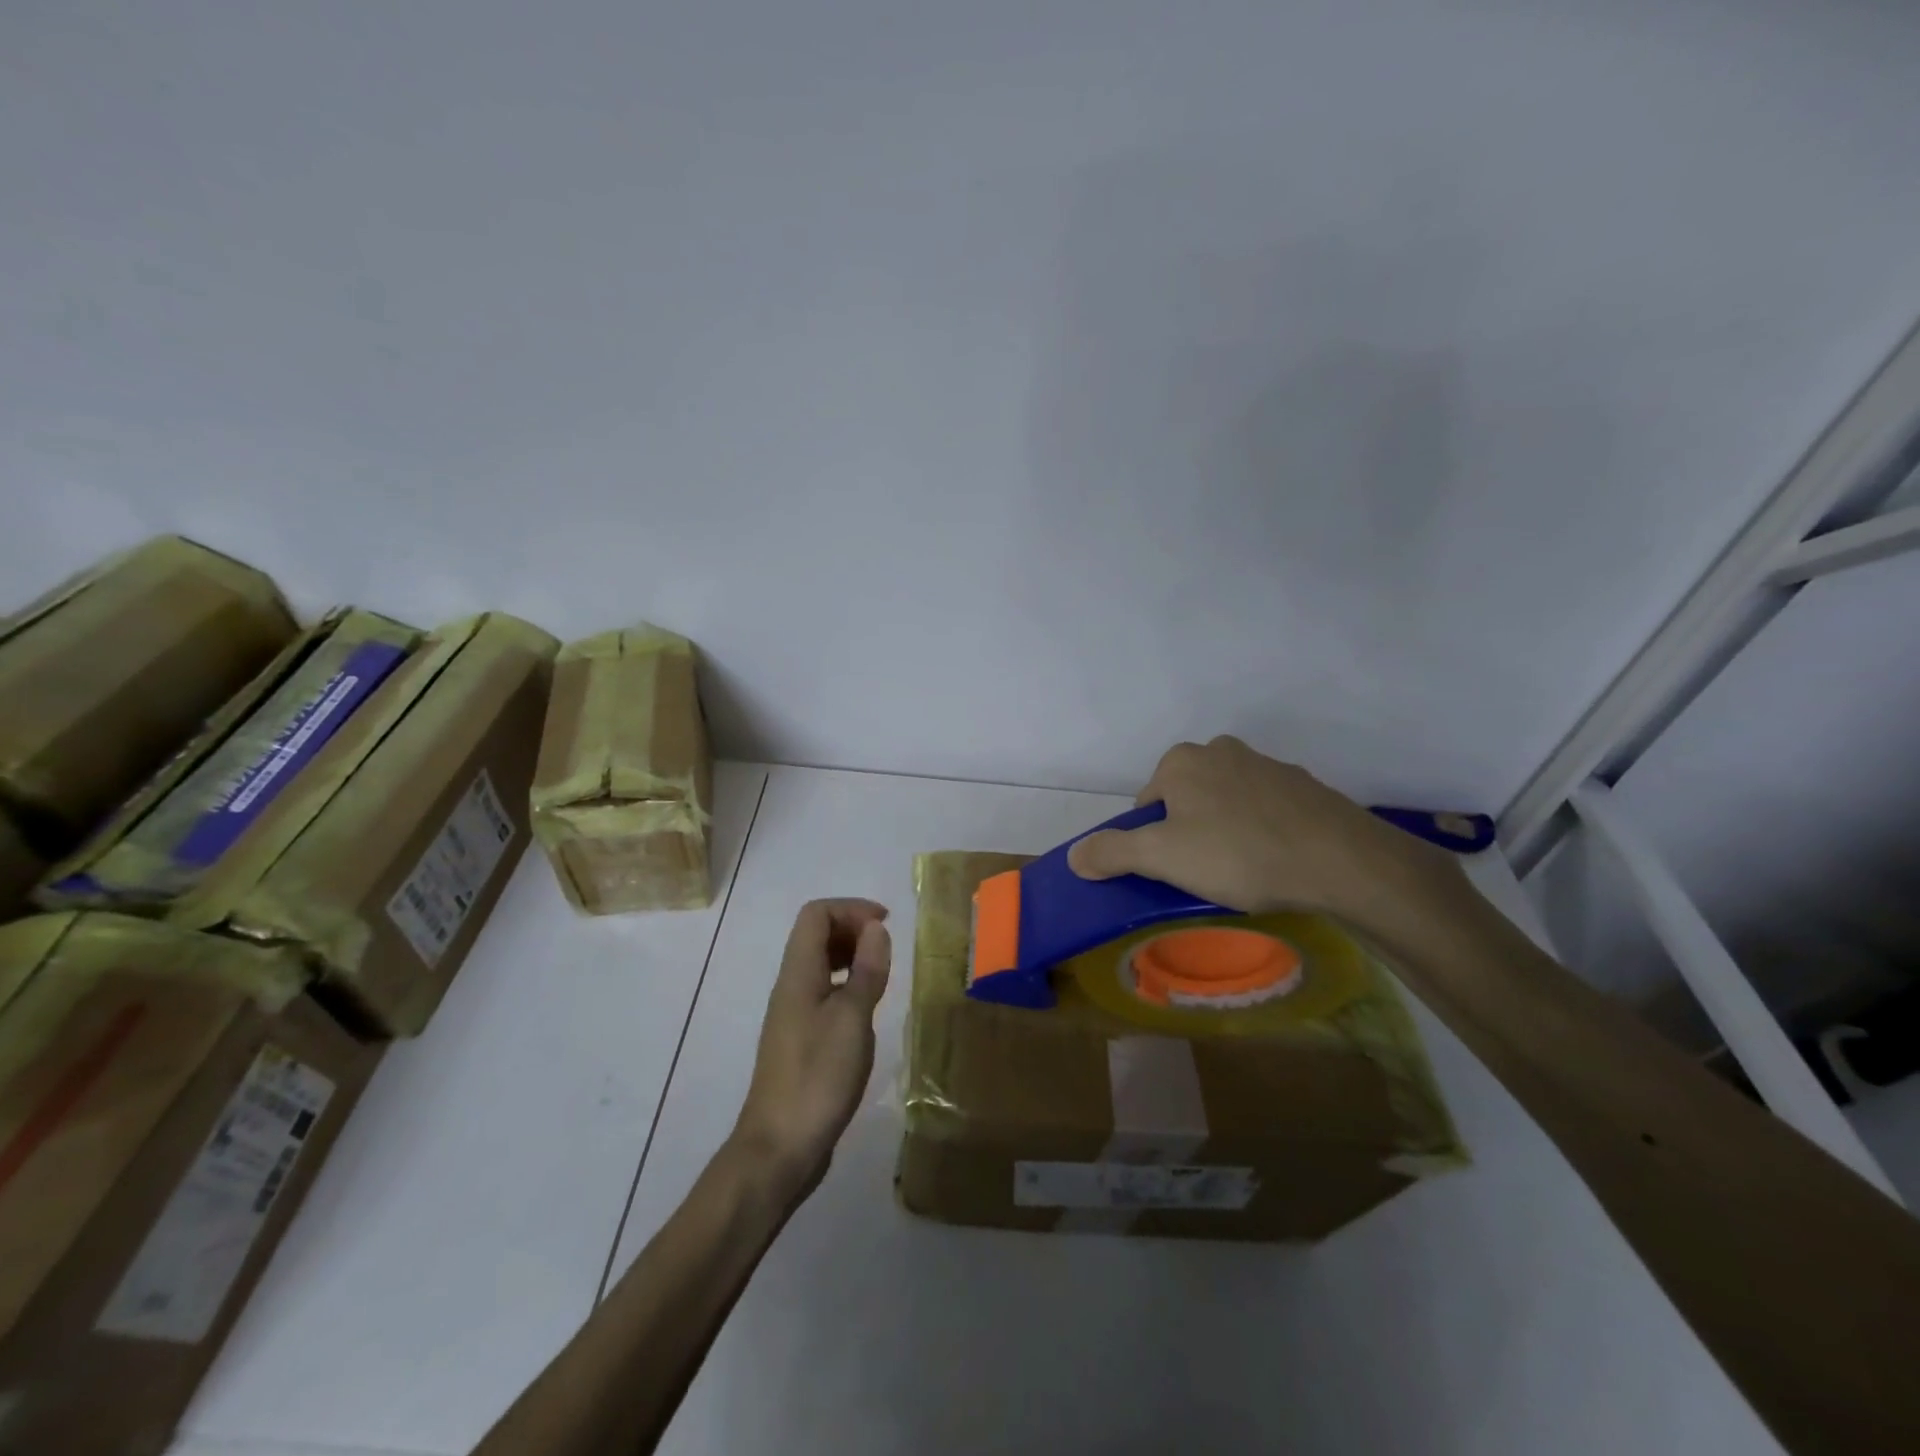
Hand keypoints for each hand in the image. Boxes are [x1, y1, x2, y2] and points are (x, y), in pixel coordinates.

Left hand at [731, 898, 891, 1202]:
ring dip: (852, 957)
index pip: (816, 915)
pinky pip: (824, 993)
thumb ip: (866, 971)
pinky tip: (868, 1011)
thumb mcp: (852, 1019)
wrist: (779, 1148)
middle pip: (816, 935)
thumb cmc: (818, 1077)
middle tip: (888, 948)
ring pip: (821, 965)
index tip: (886, 924)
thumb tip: (876, 928)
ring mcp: (793, 1015)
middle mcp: (791, 986)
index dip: (851, 909)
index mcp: (798, 974)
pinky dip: (848, 986)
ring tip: (883, 974)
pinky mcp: (801, 1040)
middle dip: (853, 929)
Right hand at [1066, 736, 1462, 928]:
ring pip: (1226, 804)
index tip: (1175, 871)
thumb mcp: (1162, 858)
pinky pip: (1264, 810)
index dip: (1153, 842)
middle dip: (1189, 834)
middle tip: (1206, 874)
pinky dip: (1262, 831)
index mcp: (1181, 761)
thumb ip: (1112, 853)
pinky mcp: (1303, 786)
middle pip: (1186, 801)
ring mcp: (1266, 764)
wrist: (1342, 861)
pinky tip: (1276, 861)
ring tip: (1244, 872)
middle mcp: (1220, 750)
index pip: (1147, 805)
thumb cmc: (1239, 854)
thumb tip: (1074, 856)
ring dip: (1225, 832)